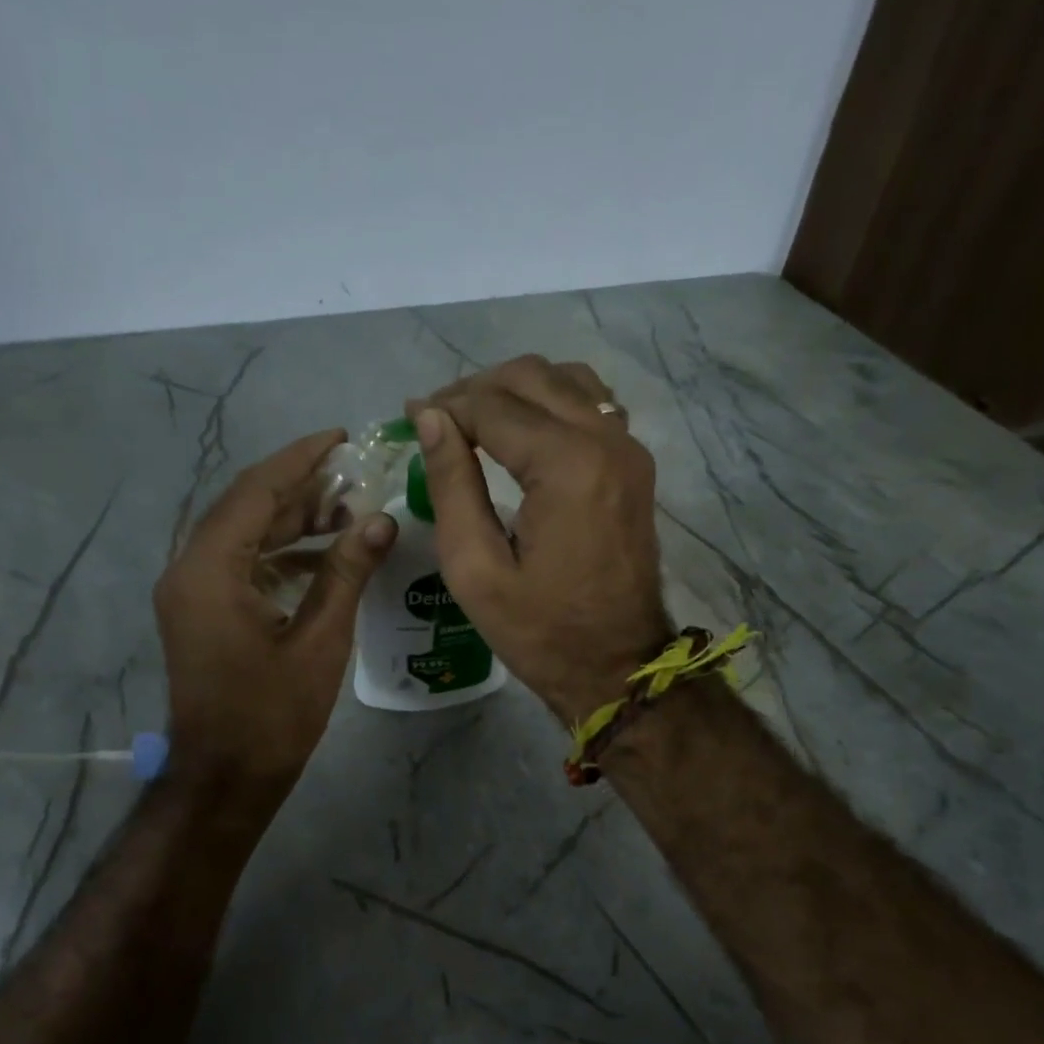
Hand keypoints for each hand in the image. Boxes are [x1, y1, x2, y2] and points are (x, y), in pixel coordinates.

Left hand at [154, 429, 396, 793]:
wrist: (225, 778)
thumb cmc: (272, 716)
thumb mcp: (320, 641)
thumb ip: (346, 573)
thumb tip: (380, 520)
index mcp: (210, 571)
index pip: (255, 492)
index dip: (299, 460)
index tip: (340, 438)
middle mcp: (189, 570)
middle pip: (246, 508)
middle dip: (300, 489)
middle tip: (355, 477)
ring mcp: (191, 593)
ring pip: (243, 536)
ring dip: (291, 521)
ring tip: (347, 512)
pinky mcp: (202, 612)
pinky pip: (240, 565)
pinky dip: (279, 554)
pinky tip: (323, 558)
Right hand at [409, 357, 671, 723]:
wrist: (618, 667)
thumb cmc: (541, 631)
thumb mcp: (476, 569)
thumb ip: (452, 484)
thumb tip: (429, 417)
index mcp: (567, 466)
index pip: (493, 405)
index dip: (444, 406)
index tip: (407, 417)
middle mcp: (606, 440)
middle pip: (533, 377)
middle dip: (476, 389)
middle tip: (435, 419)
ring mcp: (629, 449)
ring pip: (567, 380)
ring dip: (516, 390)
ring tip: (475, 422)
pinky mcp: (635, 465)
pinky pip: (593, 406)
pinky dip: (553, 403)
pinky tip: (523, 433)